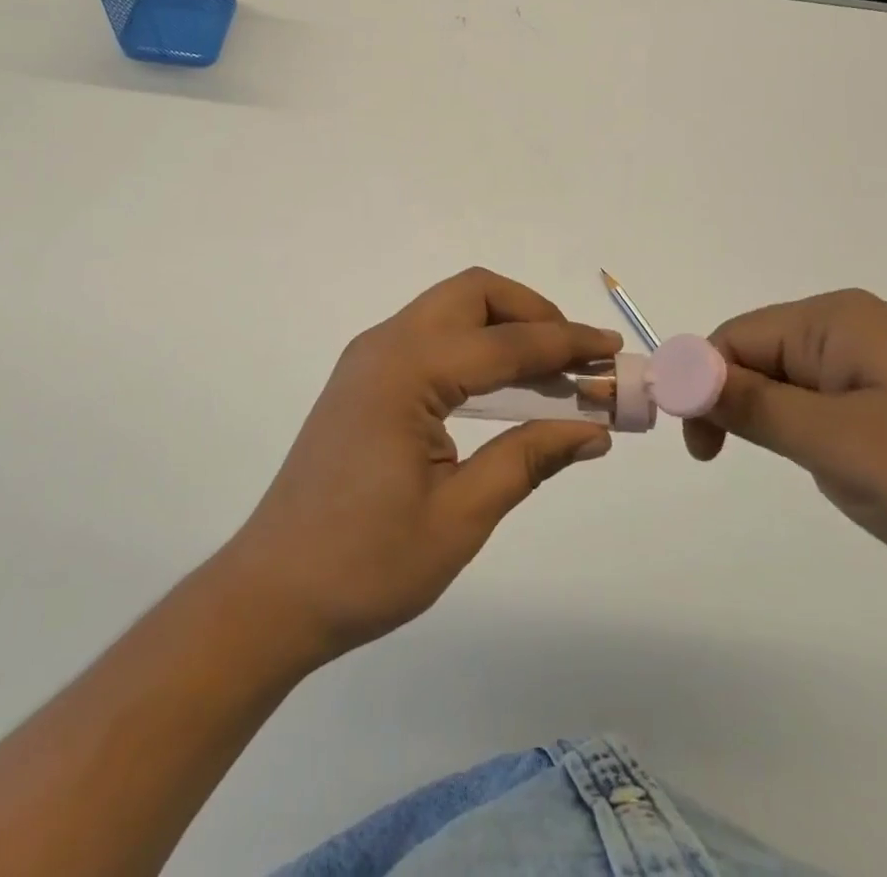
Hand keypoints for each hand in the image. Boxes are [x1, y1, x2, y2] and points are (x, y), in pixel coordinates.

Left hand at [216, 268, 621, 663]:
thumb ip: (528, 458)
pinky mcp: (363, 380)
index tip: (615, 351)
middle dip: (532, 313)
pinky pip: (430, 338)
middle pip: (472, 294)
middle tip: (577, 357)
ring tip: (554, 373)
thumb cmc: (366, 563)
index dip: (567, 344)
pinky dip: (475, 347)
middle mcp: (385, 346)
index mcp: (407, 371)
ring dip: (505, 328)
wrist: (271, 592)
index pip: (506, 341)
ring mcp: (368, 359)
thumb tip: (594, 430)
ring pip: (450, 310)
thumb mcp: (460, 517)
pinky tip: (503, 389)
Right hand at [688, 290, 886, 616]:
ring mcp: (884, 371)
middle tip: (754, 471)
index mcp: (836, 321)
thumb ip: (748, 404)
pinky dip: (823, 448)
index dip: (702, 384)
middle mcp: (855, 332)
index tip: (699, 448)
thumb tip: (674, 371)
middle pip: (760, 361)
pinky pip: (831, 417)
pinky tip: (866, 485)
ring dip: (790, 437)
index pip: (735, 338)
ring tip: (839, 480)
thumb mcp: (835, 443)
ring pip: (794, 394)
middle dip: (748, 413)